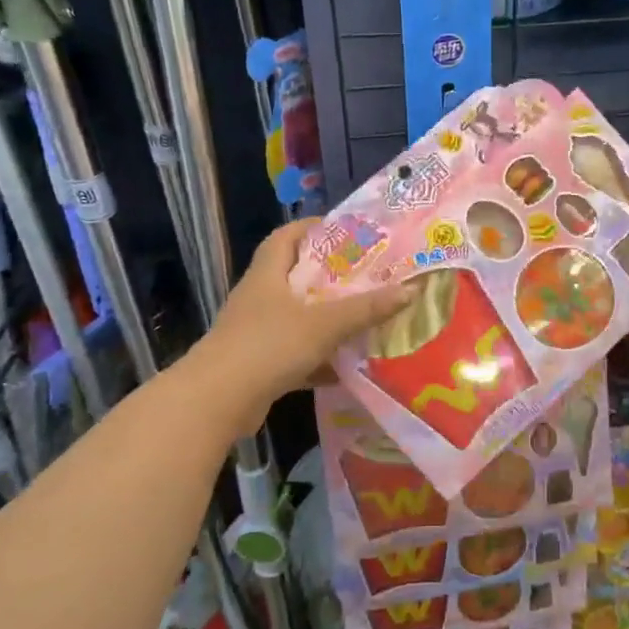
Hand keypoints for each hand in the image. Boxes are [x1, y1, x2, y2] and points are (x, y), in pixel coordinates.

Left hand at [195, 219, 411, 428]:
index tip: (346, 230)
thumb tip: (411, 289)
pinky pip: (296, 354)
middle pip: (295, 277)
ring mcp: (256, 332)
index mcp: (268, 275)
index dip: (312, 228)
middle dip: (330, 276)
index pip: (287, 237)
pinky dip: (319, 359)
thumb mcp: (324, 323)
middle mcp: (259, 298)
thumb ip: (366, 308)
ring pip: (297, 317)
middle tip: (368, 276)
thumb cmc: (268, 346)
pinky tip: (346, 368)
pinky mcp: (259, 365)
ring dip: (326, 319)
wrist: (218, 401)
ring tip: (364, 317)